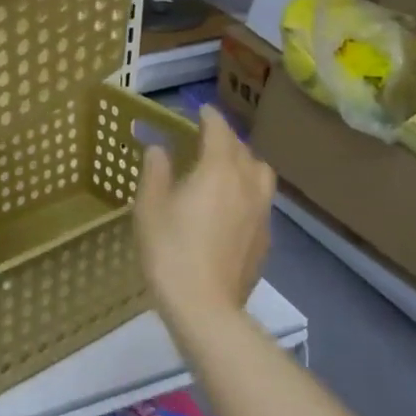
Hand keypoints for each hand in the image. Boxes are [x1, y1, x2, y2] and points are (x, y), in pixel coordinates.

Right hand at [134, 107, 274, 330]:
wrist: (204, 306)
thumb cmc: (169, 250)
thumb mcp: (150, 206)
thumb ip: (156, 171)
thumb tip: (159, 148)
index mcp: (218, 170)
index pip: (219, 131)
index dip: (210, 117)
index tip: (201, 109)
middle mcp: (246, 184)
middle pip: (243, 150)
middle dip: (226, 139)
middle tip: (206, 139)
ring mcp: (261, 213)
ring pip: (260, 174)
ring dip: (244, 163)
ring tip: (224, 169)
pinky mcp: (265, 238)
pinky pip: (260, 201)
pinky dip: (247, 191)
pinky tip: (229, 207)